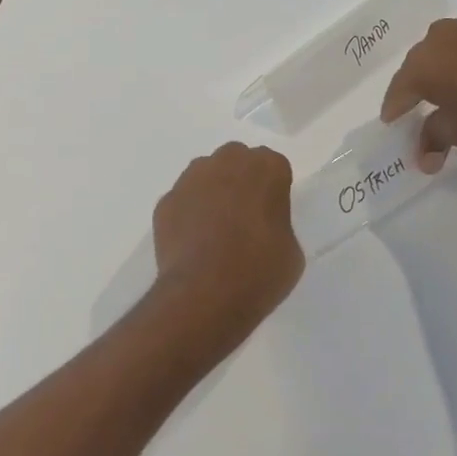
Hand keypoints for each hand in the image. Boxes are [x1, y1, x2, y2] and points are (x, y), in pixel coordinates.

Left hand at [152, 142, 303, 335]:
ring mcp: (191, 179)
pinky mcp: (166, 202)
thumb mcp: (291, 250)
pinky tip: (193, 243)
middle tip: (245, 216)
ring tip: (215, 230)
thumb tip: (262, 228)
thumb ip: (278, 224)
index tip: (272, 214)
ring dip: (212, 192)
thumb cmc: (259, 271)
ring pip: (205, 174)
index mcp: (267, 168)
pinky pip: (182, 201)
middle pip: (236, 160)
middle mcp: (227, 162)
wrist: (204, 294)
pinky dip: (187, 214)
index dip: (273, 190)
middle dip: (241, 180)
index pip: (274, 166)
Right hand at [380, 12, 456, 170]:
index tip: (392, 120)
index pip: (400, 88)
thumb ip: (434, 138)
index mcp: (426, 63)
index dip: (395, 107)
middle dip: (420, 82)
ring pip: (451, 44)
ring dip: (449, 63)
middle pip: (422, 61)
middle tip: (424, 103)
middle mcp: (444, 35)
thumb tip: (423, 158)